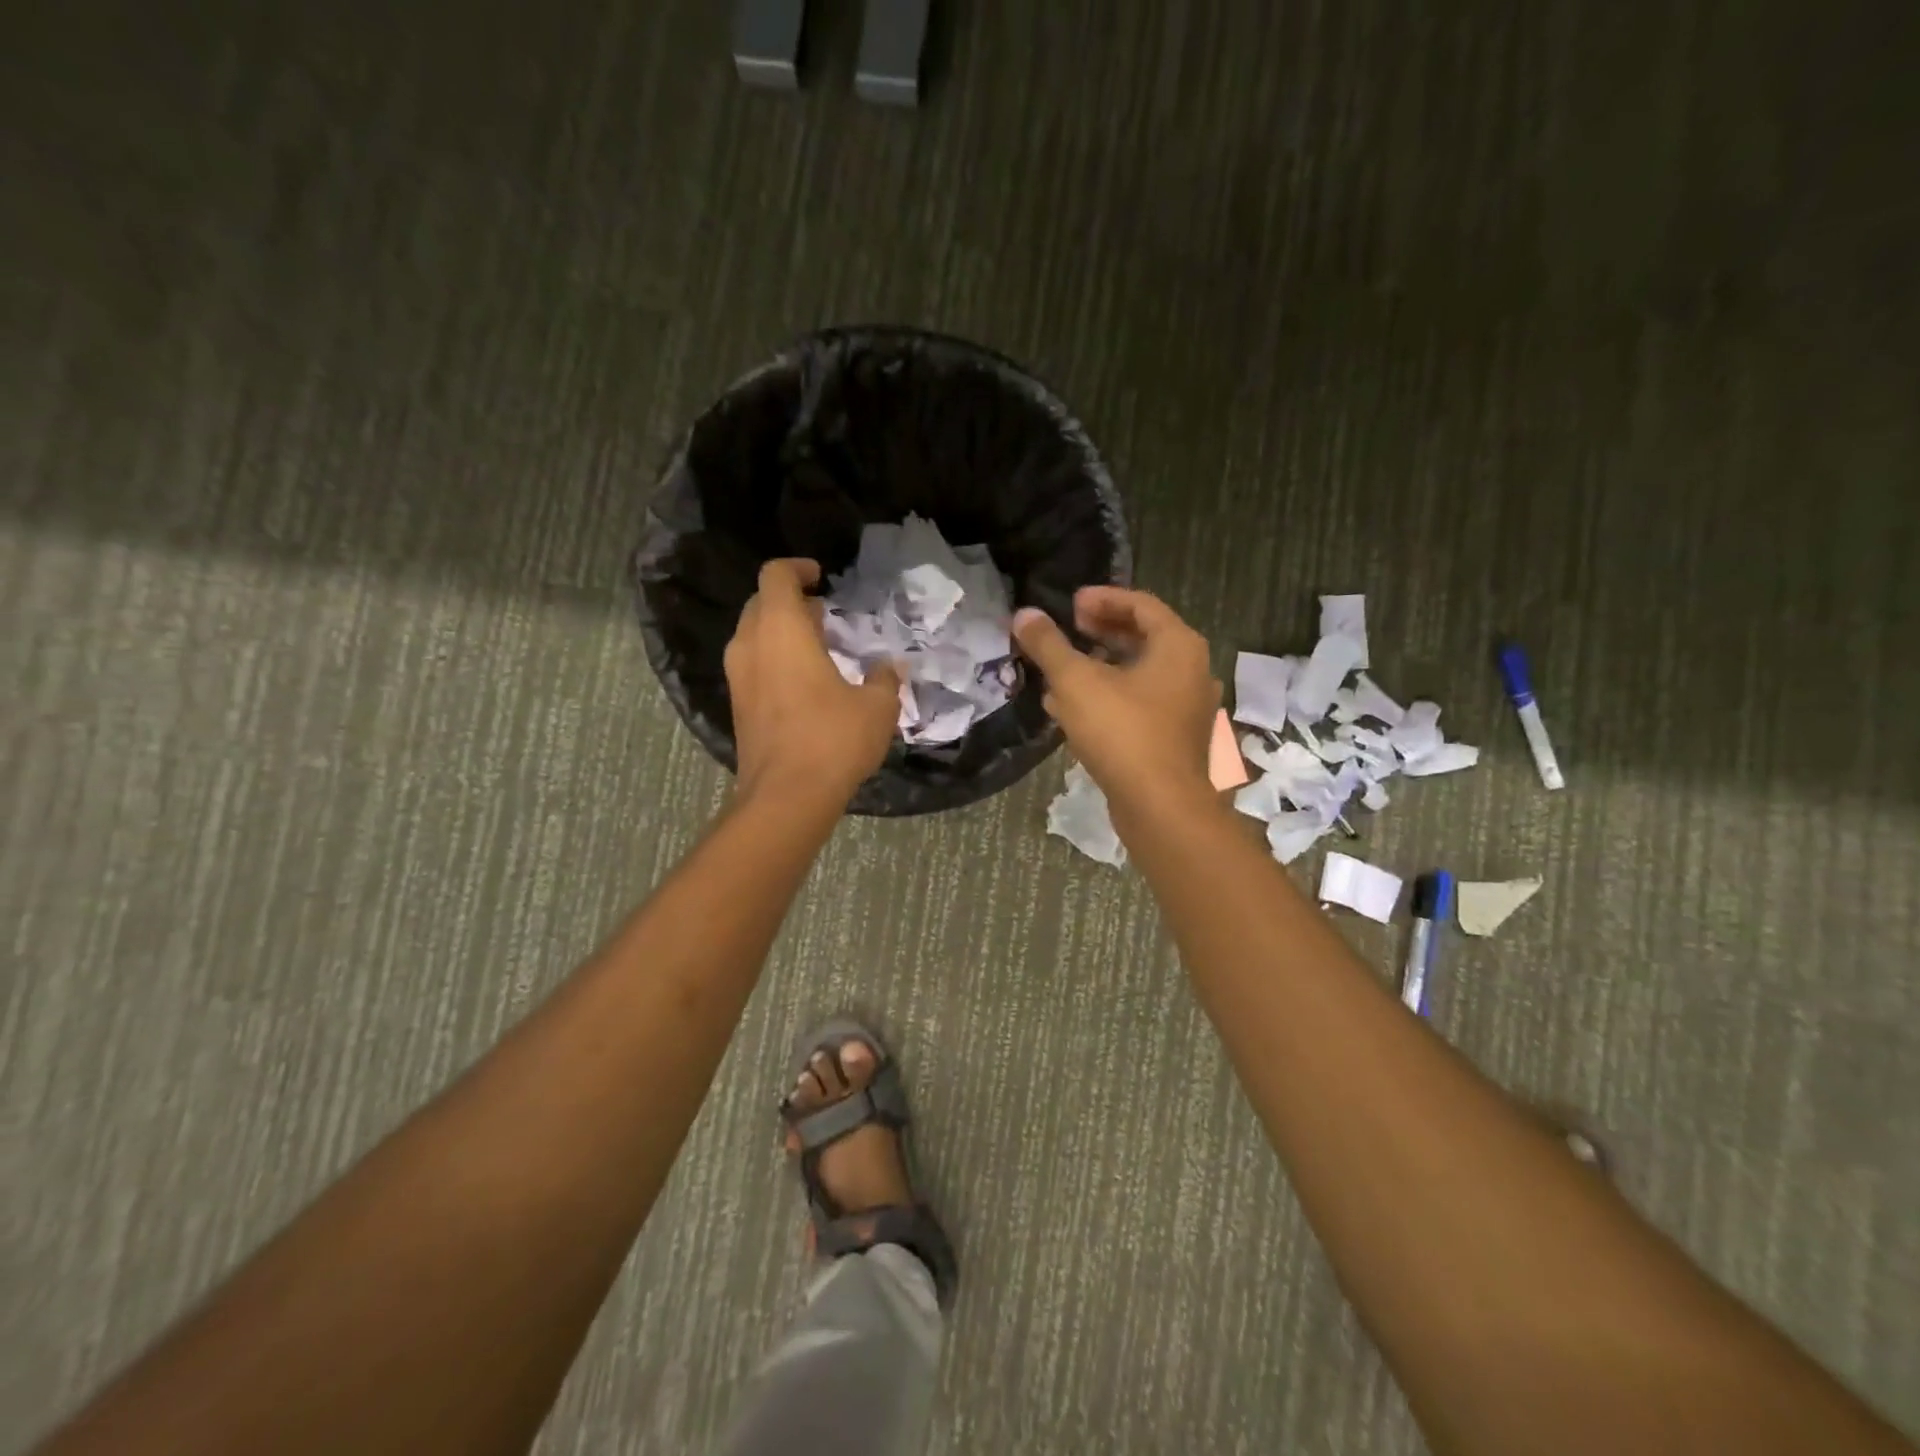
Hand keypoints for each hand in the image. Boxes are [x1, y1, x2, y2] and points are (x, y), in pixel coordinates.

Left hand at [725, 559, 902, 807]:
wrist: (786, 797)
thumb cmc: (833, 739)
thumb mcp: (877, 706)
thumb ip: (883, 678)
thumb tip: (887, 668)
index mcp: (781, 630)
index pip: (776, 576)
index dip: (798, 569)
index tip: (822, 578)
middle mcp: (750, 645)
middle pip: (761, 603)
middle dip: (791, 602)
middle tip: (824, 616)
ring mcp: (738, 677)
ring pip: (754, 636)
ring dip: (782, 633)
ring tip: (818, 648)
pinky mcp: (737, 707)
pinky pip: (752, 665)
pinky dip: (774, 660)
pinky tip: (806, 684)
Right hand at [1013, 587, 1220, 813]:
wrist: (1160, 806)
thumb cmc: (1122, 732)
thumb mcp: (1076, 682)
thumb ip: (1049, 645)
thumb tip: (1023, 614)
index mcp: (1178, 646)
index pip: (1141, 604)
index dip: (1103, 598)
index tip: (1071, 603)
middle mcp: (1191, 671)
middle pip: (1143, 637)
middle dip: (1101, 631)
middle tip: (1069, 628)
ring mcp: (1186, 707)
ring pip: (1140, 674)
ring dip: (1101, 666)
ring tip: (1063, 668)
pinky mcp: (1174, 738)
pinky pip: (1140, 704)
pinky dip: (1109, 696)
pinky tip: (1072, 708)